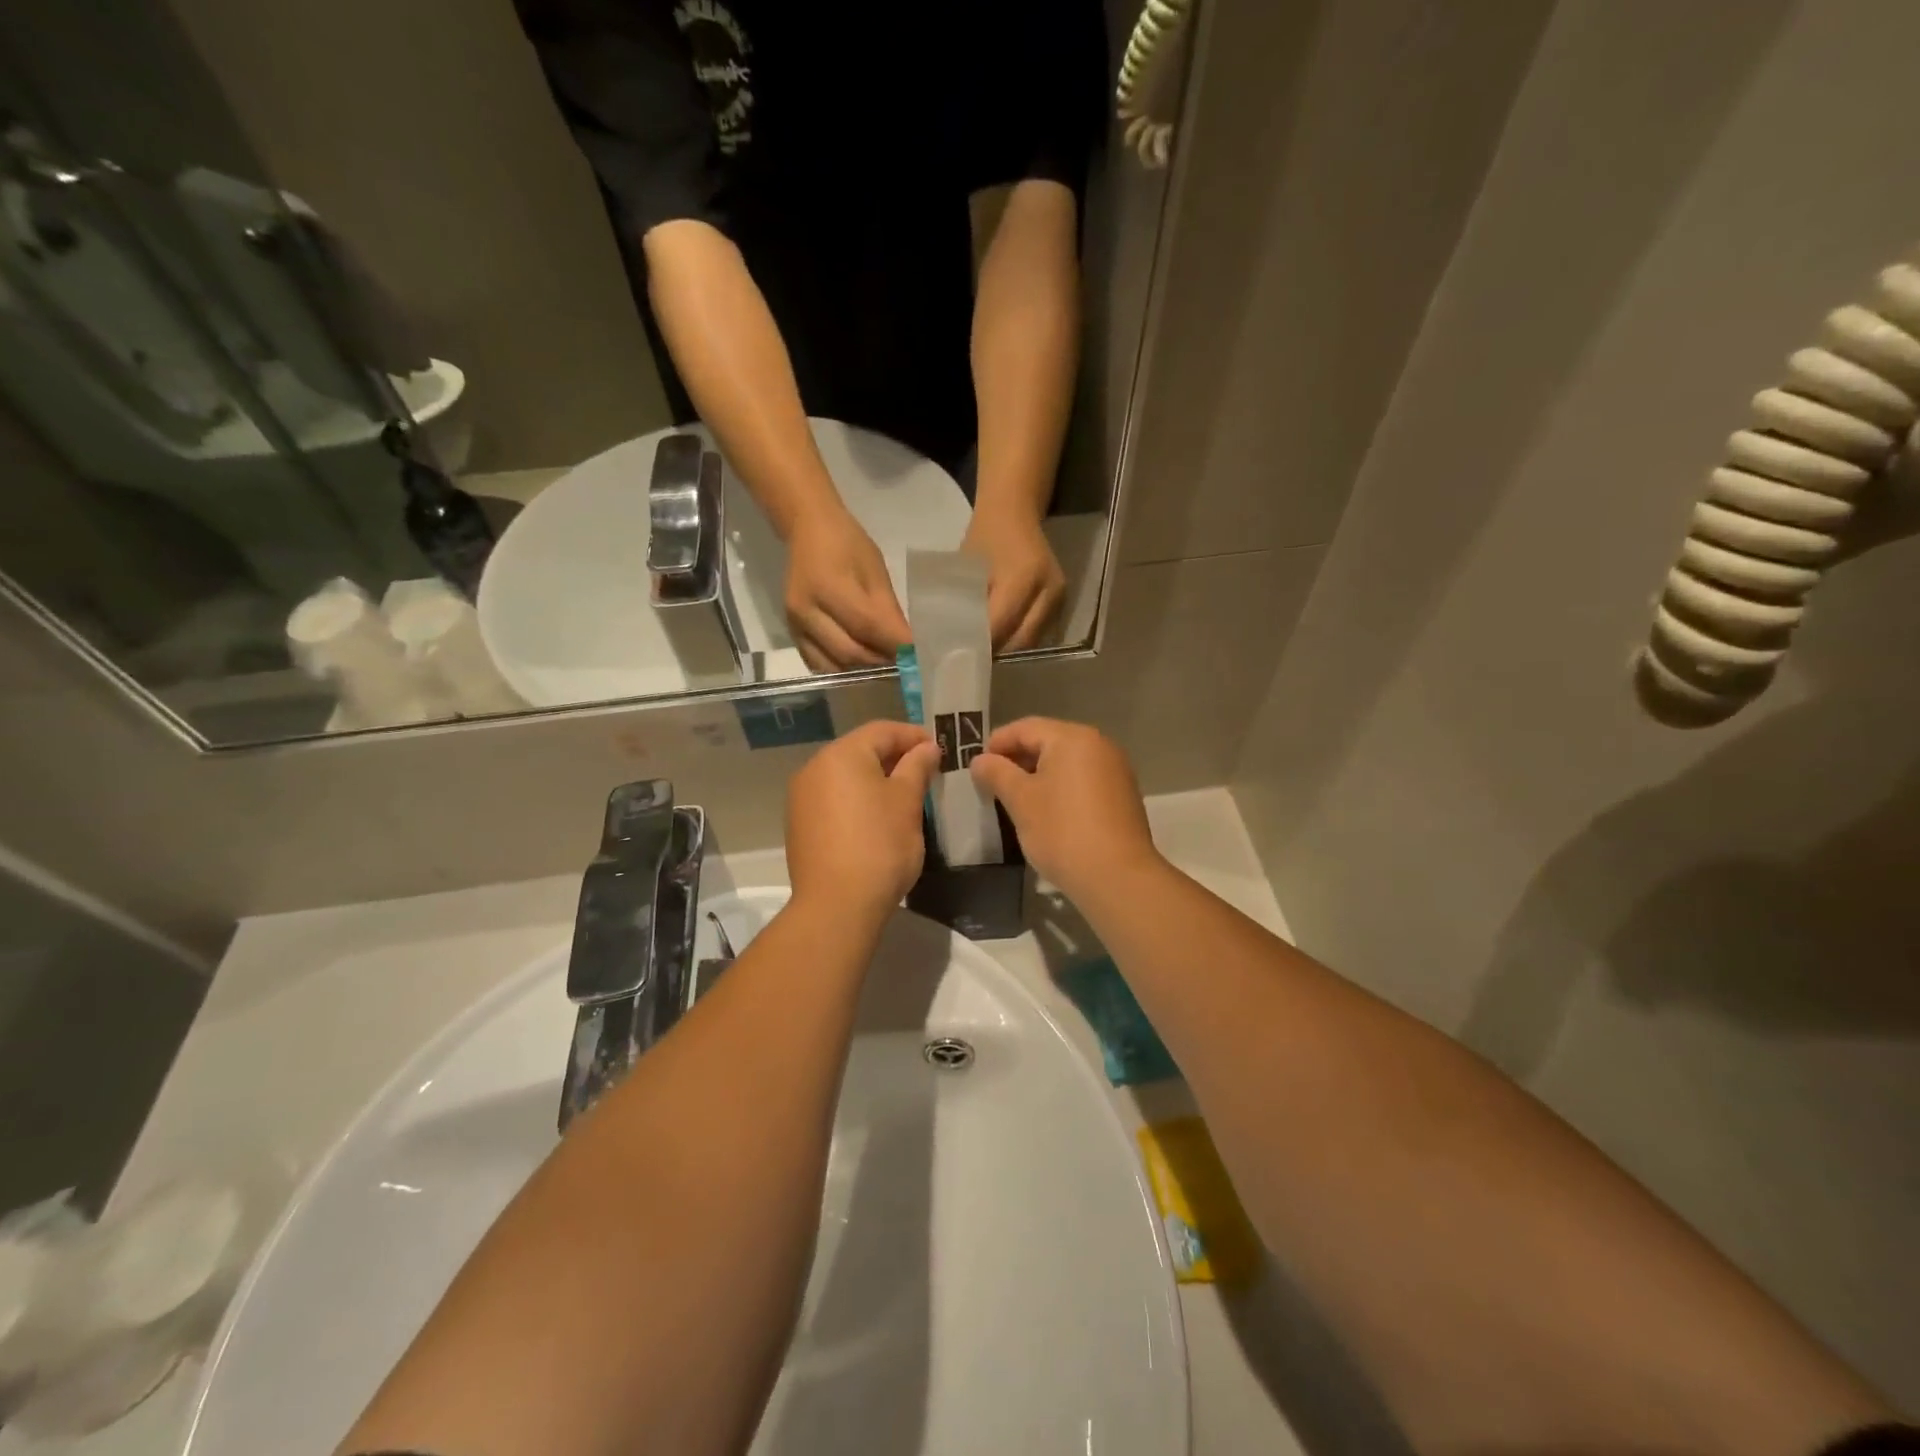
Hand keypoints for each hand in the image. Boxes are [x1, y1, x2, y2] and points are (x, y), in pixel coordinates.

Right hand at [785, 510, 910, 671]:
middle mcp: (806, 611)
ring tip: (886, 666)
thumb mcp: (874, 570)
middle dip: (881, 662)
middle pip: (850, 652)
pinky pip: (819, 665)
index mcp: (828, 586)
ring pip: (834, 666)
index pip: (867, 626)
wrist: (807, 530)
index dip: (895, 645)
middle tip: (905, 665)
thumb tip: (907, 645)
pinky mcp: (792, 635)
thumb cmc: (847, 544)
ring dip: (863, 671)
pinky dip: (843, 670)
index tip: (918, 657)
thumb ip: (888, 610)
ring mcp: (795, 626)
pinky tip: (862, 665)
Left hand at [786, 721, 941, 921]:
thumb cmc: (880, 845)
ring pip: (845, 775)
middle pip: (860, 750)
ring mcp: (802, 797)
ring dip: (875, 778)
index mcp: (841, 755)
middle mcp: (814, 768)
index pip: (882, 730)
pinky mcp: (800, 824)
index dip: (913, 736)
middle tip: (926, 771)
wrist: (837, 905)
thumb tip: (927, 747)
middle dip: (894, 756)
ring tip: (905, 795)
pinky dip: (857, 799)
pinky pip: (833, 798)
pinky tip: (877, 818)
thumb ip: (917, 766)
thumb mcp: (908, 801)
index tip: (939, 749)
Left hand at [961, 506, 1065, 650]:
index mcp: (1023, 577)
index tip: (961, 657)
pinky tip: (1001, 638)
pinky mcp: (1062, 599)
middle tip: (972, 659)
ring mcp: (1059, 596)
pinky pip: (1040, 630)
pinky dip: (1019, 637)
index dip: (981, 644)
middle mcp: (1048, 589)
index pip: (1001, 625)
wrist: (1015, 511)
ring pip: (1032, 639)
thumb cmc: (986, 536)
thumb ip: (964, 603)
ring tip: (985, 651)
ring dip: (1008, 648)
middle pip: (1021, 639)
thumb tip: (952, 638)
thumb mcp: (967, 568)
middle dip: (996, 651)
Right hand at [969, 718, 1161, 901]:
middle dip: (1018, 759)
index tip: (977, 767)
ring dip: (1039, 775)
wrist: (1117, 877)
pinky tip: (1048, 812)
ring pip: (1067, 763)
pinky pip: (1083, 780)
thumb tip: (980, 760)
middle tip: (993, 784)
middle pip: (1048, 741)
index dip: (997, 743)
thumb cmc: (1062, 831)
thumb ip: (996, 773)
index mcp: (1073, 738)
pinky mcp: (1123, 795)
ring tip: (1016, 800)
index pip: (1025, 728)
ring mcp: (1115, 770)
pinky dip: (1061, 788)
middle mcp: (1099, 745)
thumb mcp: (1020, 800)